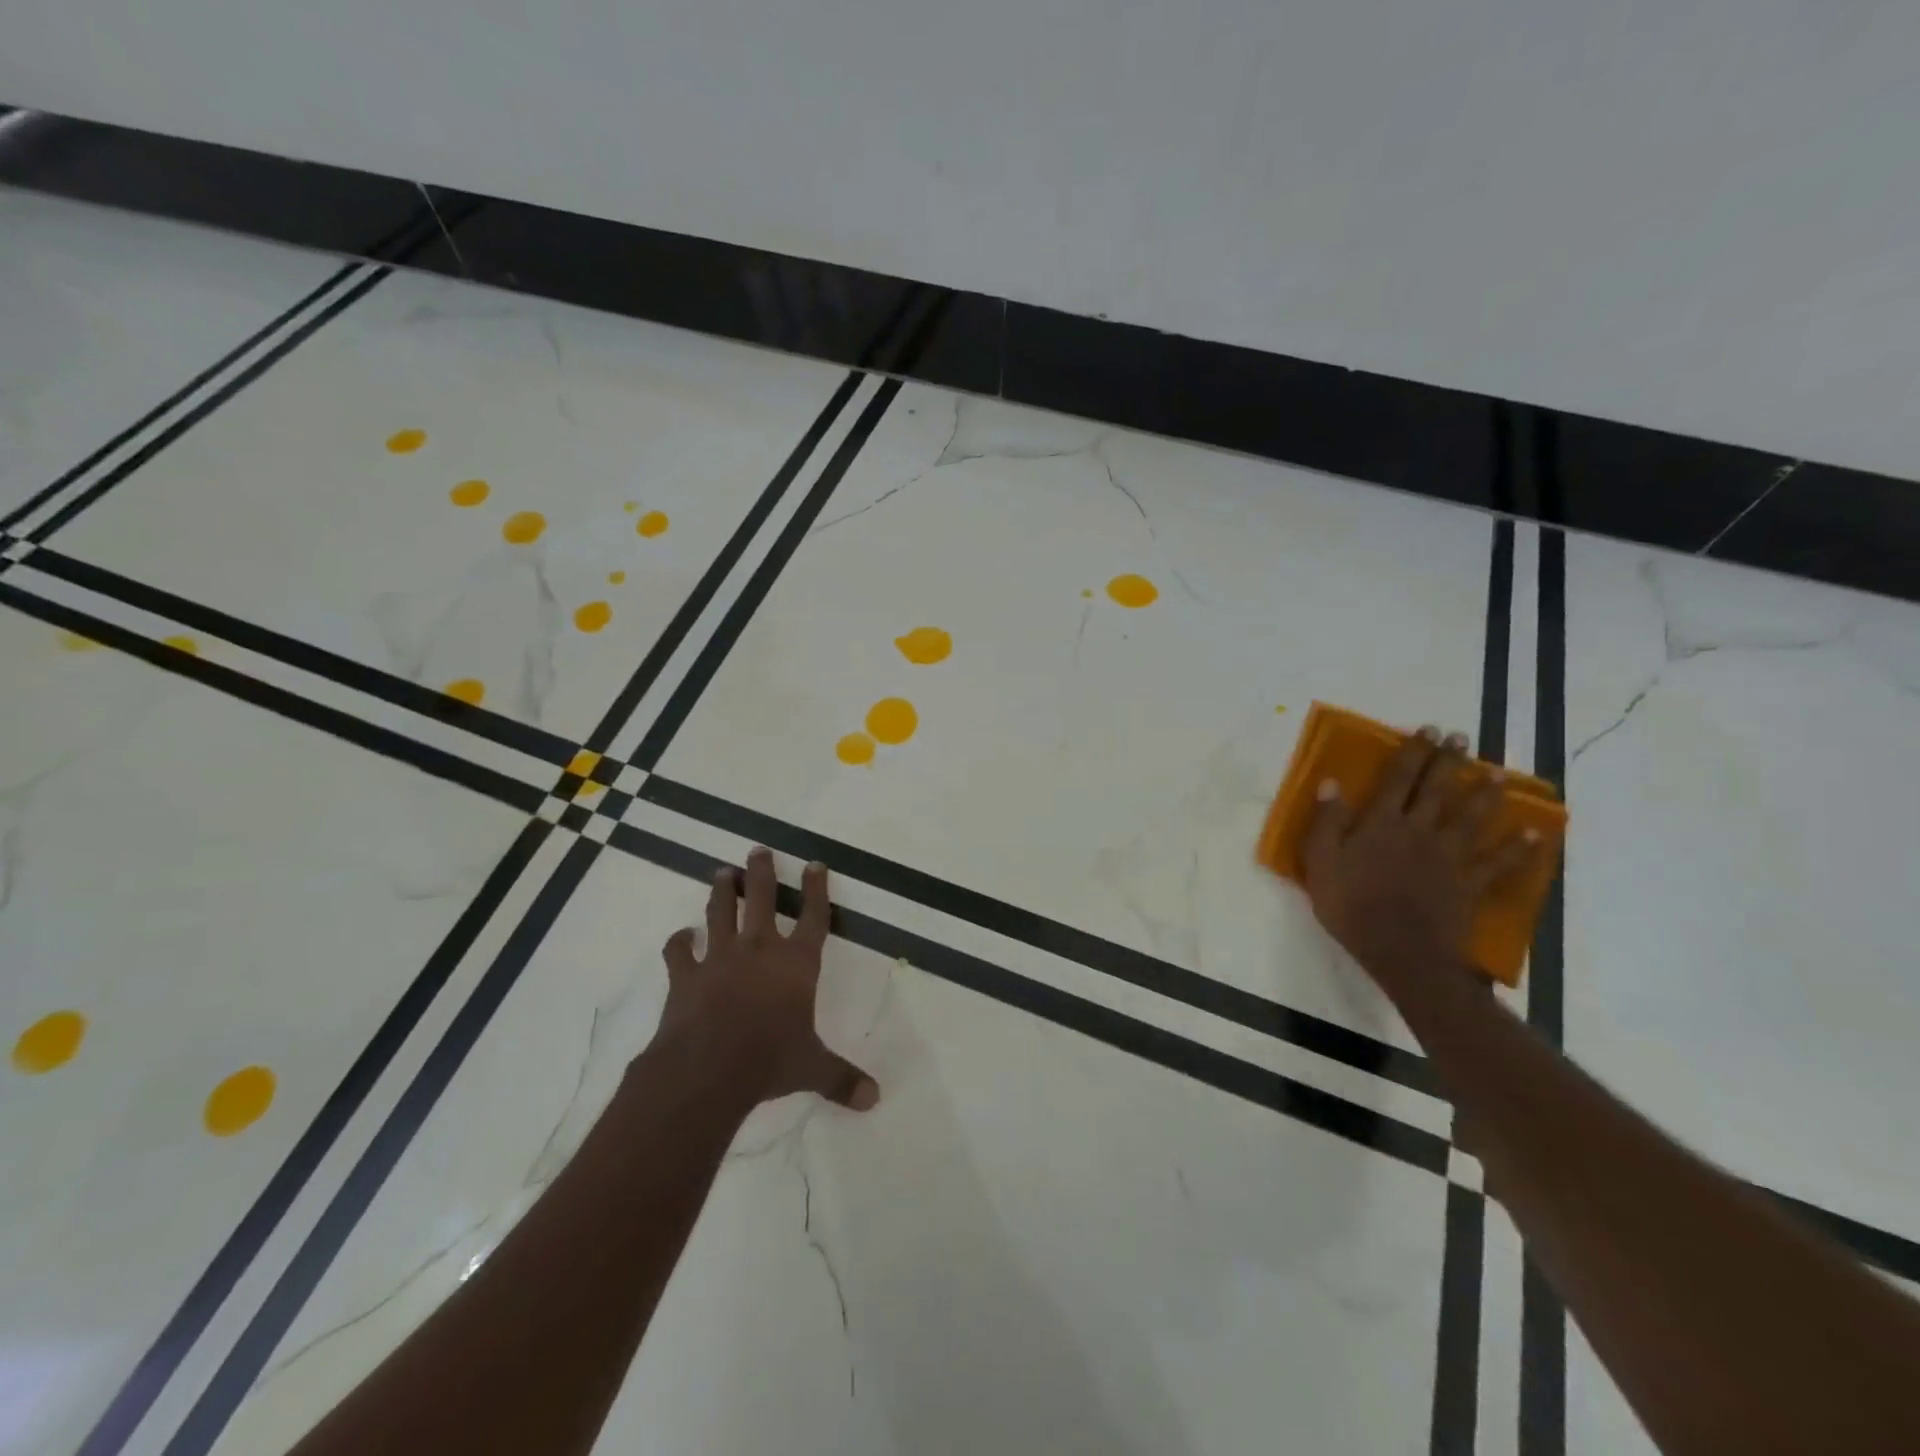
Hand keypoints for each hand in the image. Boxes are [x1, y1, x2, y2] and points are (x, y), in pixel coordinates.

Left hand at [657, 847, 879, 1111]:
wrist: (708, 1068)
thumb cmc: (769, 1060)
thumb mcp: (813, 1068)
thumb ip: (842, 1079)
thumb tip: (875, 1099)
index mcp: (796, 963)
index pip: (813, 917)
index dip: (816, 890)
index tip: (815, 864)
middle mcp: (759, 949)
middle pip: (761, 899)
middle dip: (761, 873)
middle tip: (758, 850)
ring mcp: (719, 958)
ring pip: (720, 913)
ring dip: (721, 892)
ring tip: (721, 873)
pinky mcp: (685, 976)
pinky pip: (679, 952)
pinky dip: (679, 942)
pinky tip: (681, 936)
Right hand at [1300, 727, 1538, 992]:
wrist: (1398, 950)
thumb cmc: (1350, 905)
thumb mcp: (1320, 861)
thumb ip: (1327, 821)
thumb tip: (1332, 783)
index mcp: (1381, 824)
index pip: (1397, 780)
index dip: (1412, 753)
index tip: (1426, 729)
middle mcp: (1418, 831)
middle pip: (1436, 790)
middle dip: (1448, 762)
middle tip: (1461, 738)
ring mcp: (1448, 857)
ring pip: (1471, 818)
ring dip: (1485, 794)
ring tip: (1498, 773)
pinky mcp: (1469, 884)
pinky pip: (1498, 863)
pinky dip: (1518, 848)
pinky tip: (1534, 834)